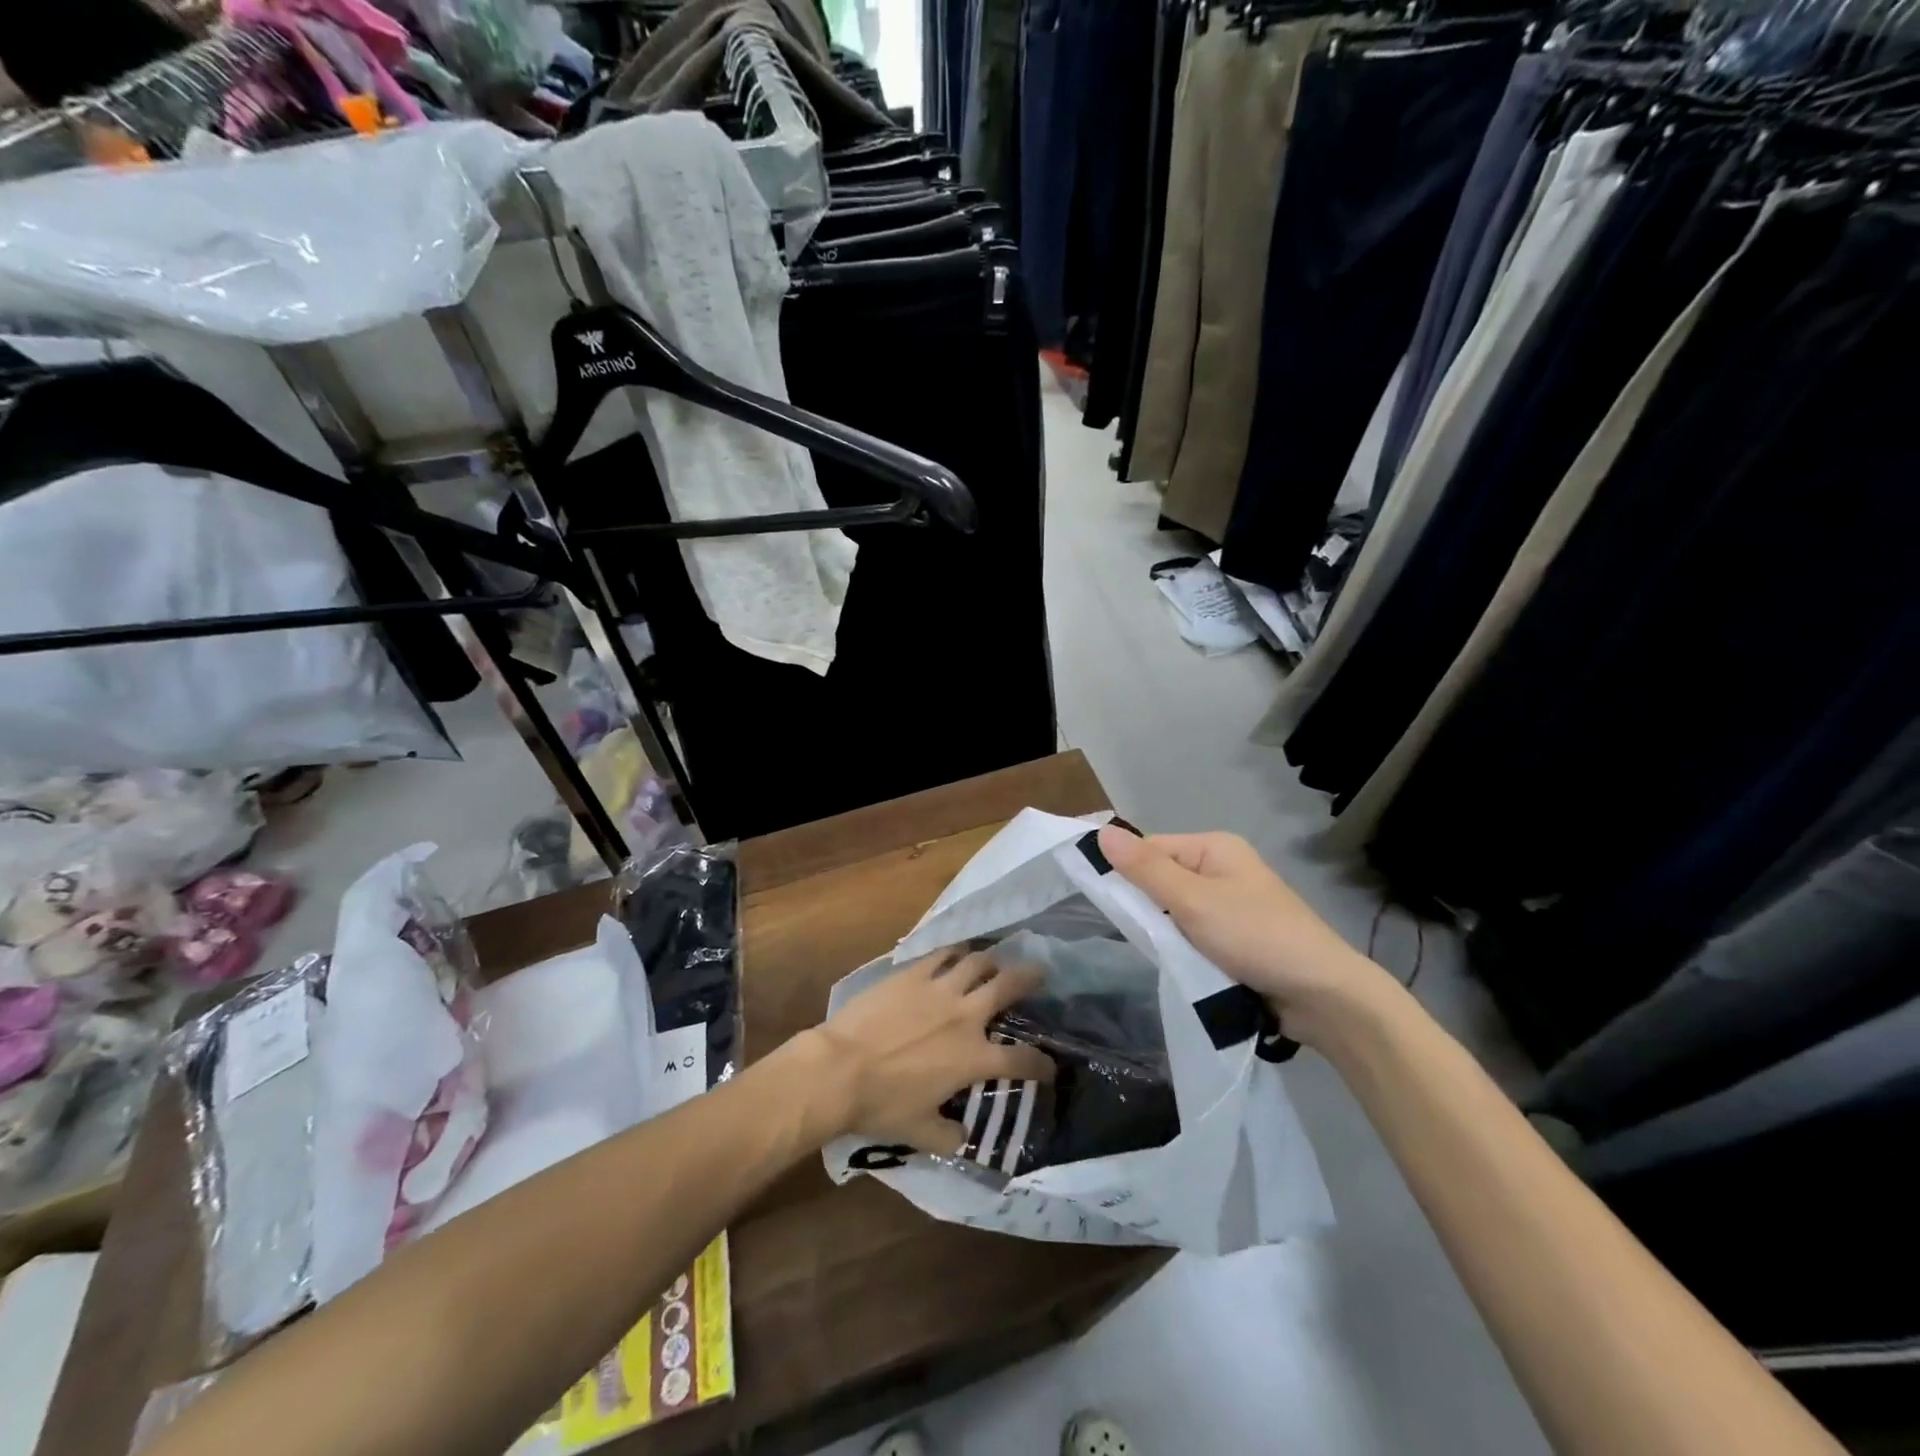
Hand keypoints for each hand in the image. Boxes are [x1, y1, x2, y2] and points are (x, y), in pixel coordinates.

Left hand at [809, 948, 1056, 1154]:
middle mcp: (965, 1016)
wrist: (840, 1068)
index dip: (1041, 1064)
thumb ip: (948, 1136)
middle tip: (1040, 971)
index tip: (1049, 1067)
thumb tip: (963, 1138)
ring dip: (991, 960)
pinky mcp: (913, 973)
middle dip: (1030, 977)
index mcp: (973, 1058)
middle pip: (1008, 986)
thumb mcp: (920, 1132)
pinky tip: (957, 952)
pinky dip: (956, 951)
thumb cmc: (882, 1104)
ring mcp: (939, 988)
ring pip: (977, 962)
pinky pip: (942, 954)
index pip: (1021, 1060)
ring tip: (995, 960)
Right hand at [1097, 825, 1398, 1041]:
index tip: (1108, 906)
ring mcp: (1233, 904)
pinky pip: (1195, 933)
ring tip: (1157, 953)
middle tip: (1135, 934)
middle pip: (1163, 879)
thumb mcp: (1193, 902)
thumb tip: (1100, 832)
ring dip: (1165, 931)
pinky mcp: (1239, 937)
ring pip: (1177, 910)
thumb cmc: (1255, 937)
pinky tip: (1178, 964)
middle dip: (1147, 907)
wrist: (1324, 997)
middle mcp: (1223, 868)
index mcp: (1214, 847)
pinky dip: (1184, 947)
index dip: (1126, 873)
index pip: (1151, 849)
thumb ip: (1145, 869)